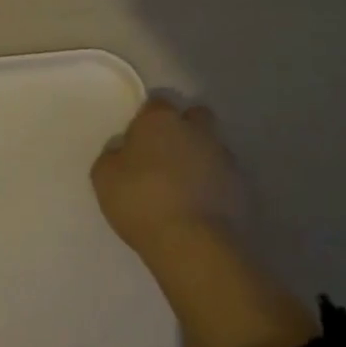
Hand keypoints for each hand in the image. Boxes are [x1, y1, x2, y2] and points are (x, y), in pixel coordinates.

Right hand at [91, 98, 254, 261]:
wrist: (192, 243)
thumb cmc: (141, 201)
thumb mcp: (104, 177)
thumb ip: (113, 155)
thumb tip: (123, 151)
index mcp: (160, 120)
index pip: (156, 103)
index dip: (148, 119)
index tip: (139, 139)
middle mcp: (196, 130)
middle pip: (195, 116)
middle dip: (185, 128)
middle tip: (167, 154)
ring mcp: (223, 157)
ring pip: (212, 146)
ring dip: (201, 158)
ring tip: (186, 186)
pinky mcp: (242, 187)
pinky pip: (224, 177)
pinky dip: (215, 185)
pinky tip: (201, 206)